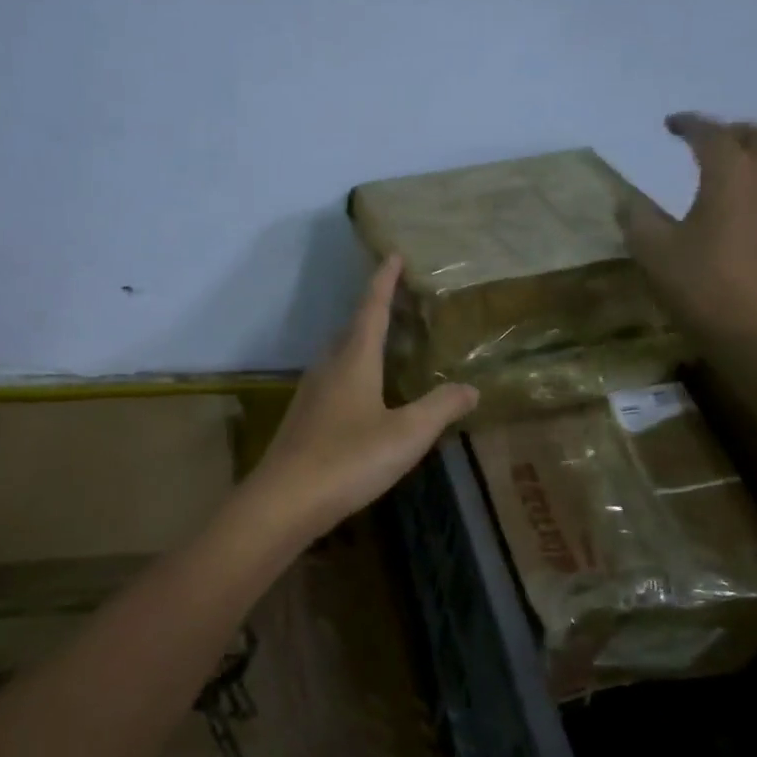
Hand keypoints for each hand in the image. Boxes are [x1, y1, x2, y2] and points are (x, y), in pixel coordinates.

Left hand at [247, 255, 477, 536]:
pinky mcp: (303, 420)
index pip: (371, 309)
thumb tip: (471, 388)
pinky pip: (332, 380)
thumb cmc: (349, 460)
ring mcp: (310, 394)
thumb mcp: (406, 435)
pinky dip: (351, 372)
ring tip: (383, 343)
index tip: (393, 255)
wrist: (285, 500)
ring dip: (360, 341)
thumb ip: (440, 408)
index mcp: (353, 361)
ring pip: (338, 356)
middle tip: (396, 300)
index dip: (383, 282)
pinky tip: (362, 394)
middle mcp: (327, 368)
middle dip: (373, 310)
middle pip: (351, 329)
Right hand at [619, 112, 756, 345]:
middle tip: (712, 142)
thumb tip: (627, 200)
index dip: (690, 124)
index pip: (711, 134)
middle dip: (734, 132)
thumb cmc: (696, 284)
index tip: (671, 124)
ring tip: (749, 169)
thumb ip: (637, 218)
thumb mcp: (651, 251)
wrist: (749, 328)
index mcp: (729, 175)